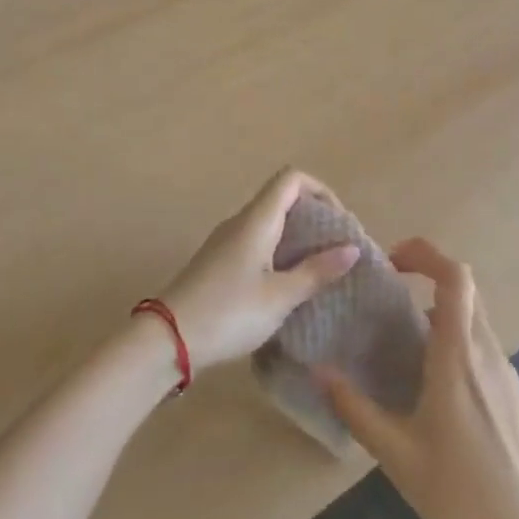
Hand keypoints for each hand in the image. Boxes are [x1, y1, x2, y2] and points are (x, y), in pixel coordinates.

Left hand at [158, 168, 358, 372]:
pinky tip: (287, 285)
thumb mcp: (280, 297)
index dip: (320, 190)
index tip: (338, 223)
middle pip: (281, 198)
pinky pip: (256, 242)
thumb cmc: (229, 313)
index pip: (291, 178)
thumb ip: (316, 272)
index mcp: (257, 220)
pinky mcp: (217, 262)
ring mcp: (225, 241)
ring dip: (296, 237)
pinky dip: (278, 252)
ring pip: (268, 222)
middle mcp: (240, 222)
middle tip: (335, 249)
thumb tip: (351, 248)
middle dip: (313, 217)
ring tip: (318, 269)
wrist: (166, 340)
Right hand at [318, 237, 518, 518]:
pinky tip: (440, 391)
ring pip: (476, 321)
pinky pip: (486, 350)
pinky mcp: (518, 397)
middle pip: (465, 291)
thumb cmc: (461, 494)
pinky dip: (460, 344)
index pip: (455, 277)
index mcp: (459, 355)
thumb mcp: (398, 456)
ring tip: (407, 346)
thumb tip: (318, 371)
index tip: (393, 261)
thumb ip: (356, 410)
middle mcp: (488, 353)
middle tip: (393, 295)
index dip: (426, 254)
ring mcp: (508, 374)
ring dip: (443, 315)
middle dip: (429, 278)